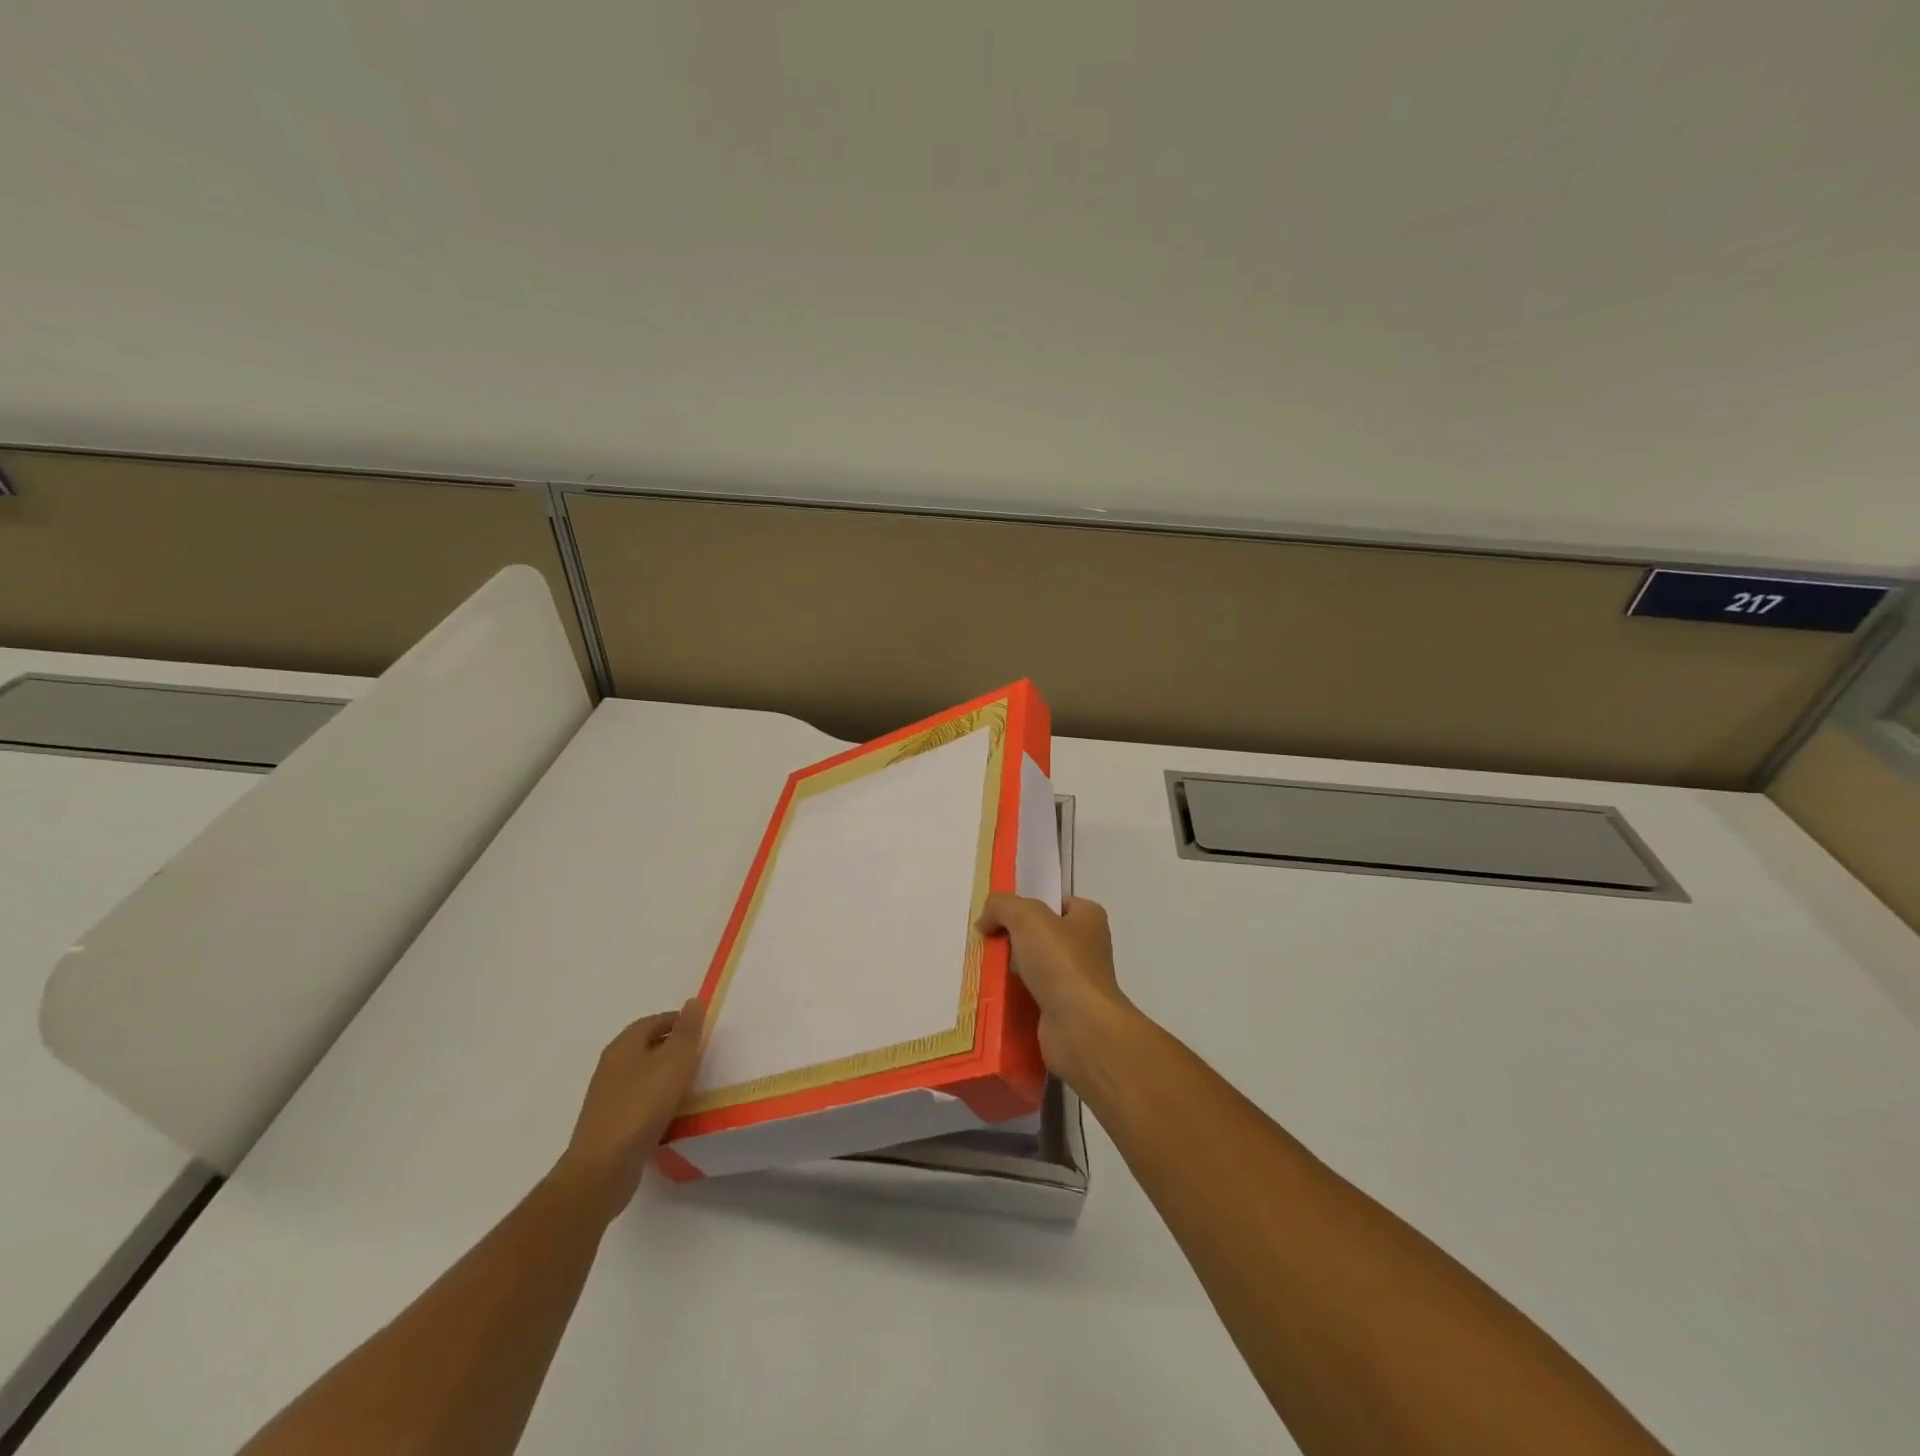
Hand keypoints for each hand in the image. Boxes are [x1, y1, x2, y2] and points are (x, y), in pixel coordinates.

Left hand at [552, 998, 706, 1218]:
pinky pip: (640, 1103)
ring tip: (693, 1087)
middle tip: (702, 1058)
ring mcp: (608, 1097)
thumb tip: (694, 1001)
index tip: (703, 1032)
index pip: (655, 1020)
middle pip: (648, 1047)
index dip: (680, 1022)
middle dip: (674, 1049)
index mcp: (624, 1044)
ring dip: (667, 1078)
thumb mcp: (676, 1059)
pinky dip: (657, 1103)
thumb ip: (688, 1030)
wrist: (603, 1167)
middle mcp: (612, 1065)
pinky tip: (673, 1115)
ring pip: (644, 1076)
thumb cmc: (643, 1103)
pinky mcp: (610, 1125)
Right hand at [976, 894, 1136, 1090]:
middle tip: (983, 942)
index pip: (1055, 903)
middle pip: (1040, 936)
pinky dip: (1011, 998)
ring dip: (1008, 970)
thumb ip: (1002, 906)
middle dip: (1012, 939)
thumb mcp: (1027, 917)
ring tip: (978, 968)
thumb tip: (985, 919)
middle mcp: (1086, 948)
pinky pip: (1030, 997)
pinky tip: (988, 996)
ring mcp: (1075, 982)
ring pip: (1033, 968)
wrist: (1081, 1029)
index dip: (1027, 904)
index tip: (997, 914)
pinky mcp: (1062, 1012)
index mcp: (1089, 919)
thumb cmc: (1061, 963)